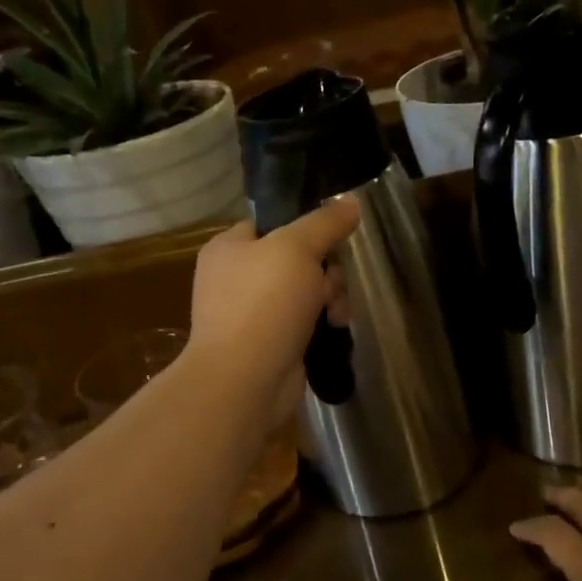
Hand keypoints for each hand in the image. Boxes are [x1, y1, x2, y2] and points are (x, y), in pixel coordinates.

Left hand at [187, 199, 358, 428]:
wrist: (245, 380)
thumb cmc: (264, 304)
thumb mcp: (297, 249)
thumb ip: (325, 223)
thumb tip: (351, 200)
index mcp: (229, 247)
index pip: (273, 223)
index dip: (306, 228)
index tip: (333, 240)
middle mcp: (236, 278)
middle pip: (296, 258)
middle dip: (325, 271)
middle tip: (331, 285)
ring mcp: (252, 313)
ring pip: (305, 291)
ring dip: (330, 297)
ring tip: (336, 314)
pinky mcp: (269, 343)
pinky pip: (303, 321)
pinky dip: (321, 323)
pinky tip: (333, 329)